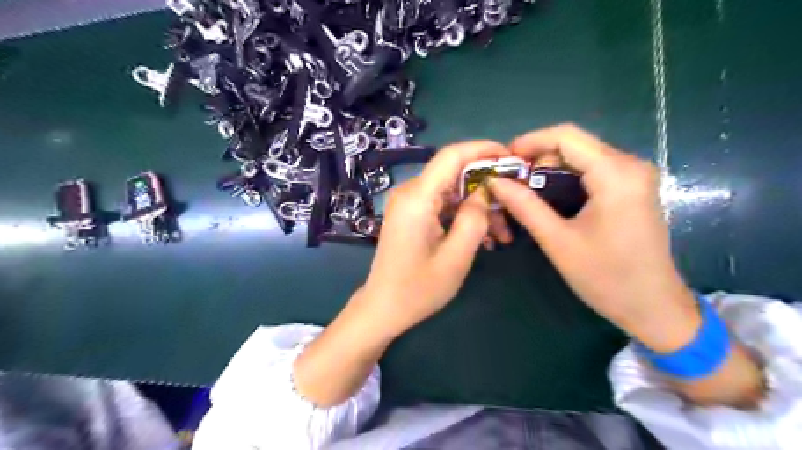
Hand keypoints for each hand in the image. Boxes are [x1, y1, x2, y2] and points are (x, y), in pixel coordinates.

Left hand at [363, 139, 509, 334]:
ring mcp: (408, 203)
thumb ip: (475, 218)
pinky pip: (441, 204)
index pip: (452, 155)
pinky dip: (463, 214)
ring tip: (502, 234)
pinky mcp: (410, 214)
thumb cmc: (418, 288)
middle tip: (512, 206)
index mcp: (417, 198)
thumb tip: (485, 191)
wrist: (384, 308)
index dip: (483, 149)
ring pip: (451, 190)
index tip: (511, 158)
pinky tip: (482, 236)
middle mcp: (409, 193)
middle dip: (486, 186)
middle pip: (453, 173)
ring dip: (477, 206)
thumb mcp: (456, 257)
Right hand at [486, 123, 699, 350]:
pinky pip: (592, 171)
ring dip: (549, 170)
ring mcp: (634, 177)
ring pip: (581, 157)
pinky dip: (565, 179)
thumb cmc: (606, 277)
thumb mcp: (558, 241)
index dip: (529, 142)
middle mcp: (630, 166)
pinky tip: (548, 197)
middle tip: (509, 182)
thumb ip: (525, 206)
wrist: (653, 307)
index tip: (503, 160)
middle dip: (537, 159)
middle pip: (574, 145)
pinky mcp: (632, 189)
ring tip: (522, 191)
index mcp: (616, 174)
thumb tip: (495, 182)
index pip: (566, 136)